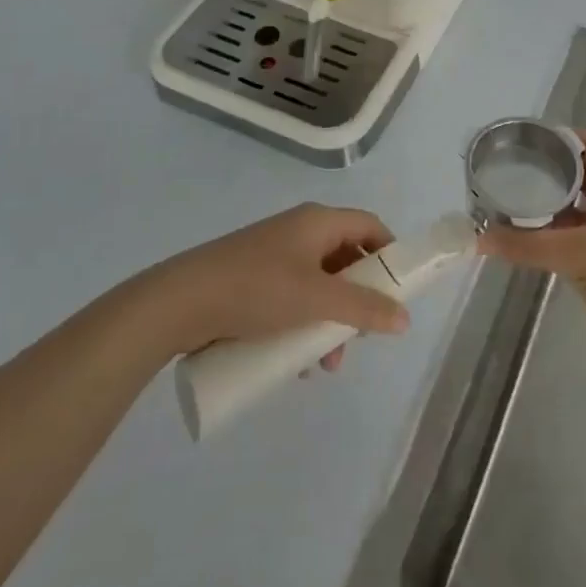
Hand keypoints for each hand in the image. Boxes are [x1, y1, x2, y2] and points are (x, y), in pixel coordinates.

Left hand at [146, 203, 410, 363]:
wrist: (180, 301)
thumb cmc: (256, 289)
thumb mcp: (316, 300)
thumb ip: (363, 309)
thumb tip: (405, 318)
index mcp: (318, 222)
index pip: (369, 226)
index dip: (389, 253)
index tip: (399, 289)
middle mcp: (299, 231)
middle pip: (344, 260)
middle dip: (357, 301)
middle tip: (358, 336)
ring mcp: (273, 255)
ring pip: (318, 285)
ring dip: (329, 322)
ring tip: (323, 364)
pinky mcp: (251, 280)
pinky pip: (291, 298)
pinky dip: (302, 324)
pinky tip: (294, 363)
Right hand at [478, 129, 585, 371]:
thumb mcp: (575, 256)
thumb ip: (526, 246)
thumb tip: (478, 238)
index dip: (557, 135)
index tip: (521, 140)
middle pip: (581, 170)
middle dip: (547, 169)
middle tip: (507, 171)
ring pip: (580, 203)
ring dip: (551, 201)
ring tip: (511, 200)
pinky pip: (582, 230)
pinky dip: (558, 229)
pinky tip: (531, 237)